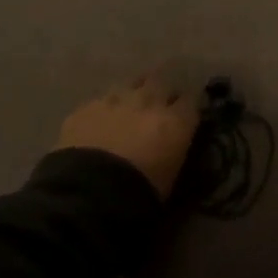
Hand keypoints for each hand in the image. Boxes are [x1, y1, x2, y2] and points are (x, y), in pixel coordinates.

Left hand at [59, 73, 199, 199]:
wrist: (89, 193)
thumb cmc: (140, 195)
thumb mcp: (171, 176)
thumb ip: (174, 152)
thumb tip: (172, 146)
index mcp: (175, 122)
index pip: (191, 101)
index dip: (187, 107)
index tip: (184, 115)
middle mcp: (148, 102)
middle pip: (161, 82)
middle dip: (161, 92)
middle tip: (157, 106)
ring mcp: (115, 100)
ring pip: (130, 84)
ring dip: (133, 93)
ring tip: (129, 107)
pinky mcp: (86, 107)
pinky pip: (101, 100)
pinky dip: (104, 109)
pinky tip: (99, 122)